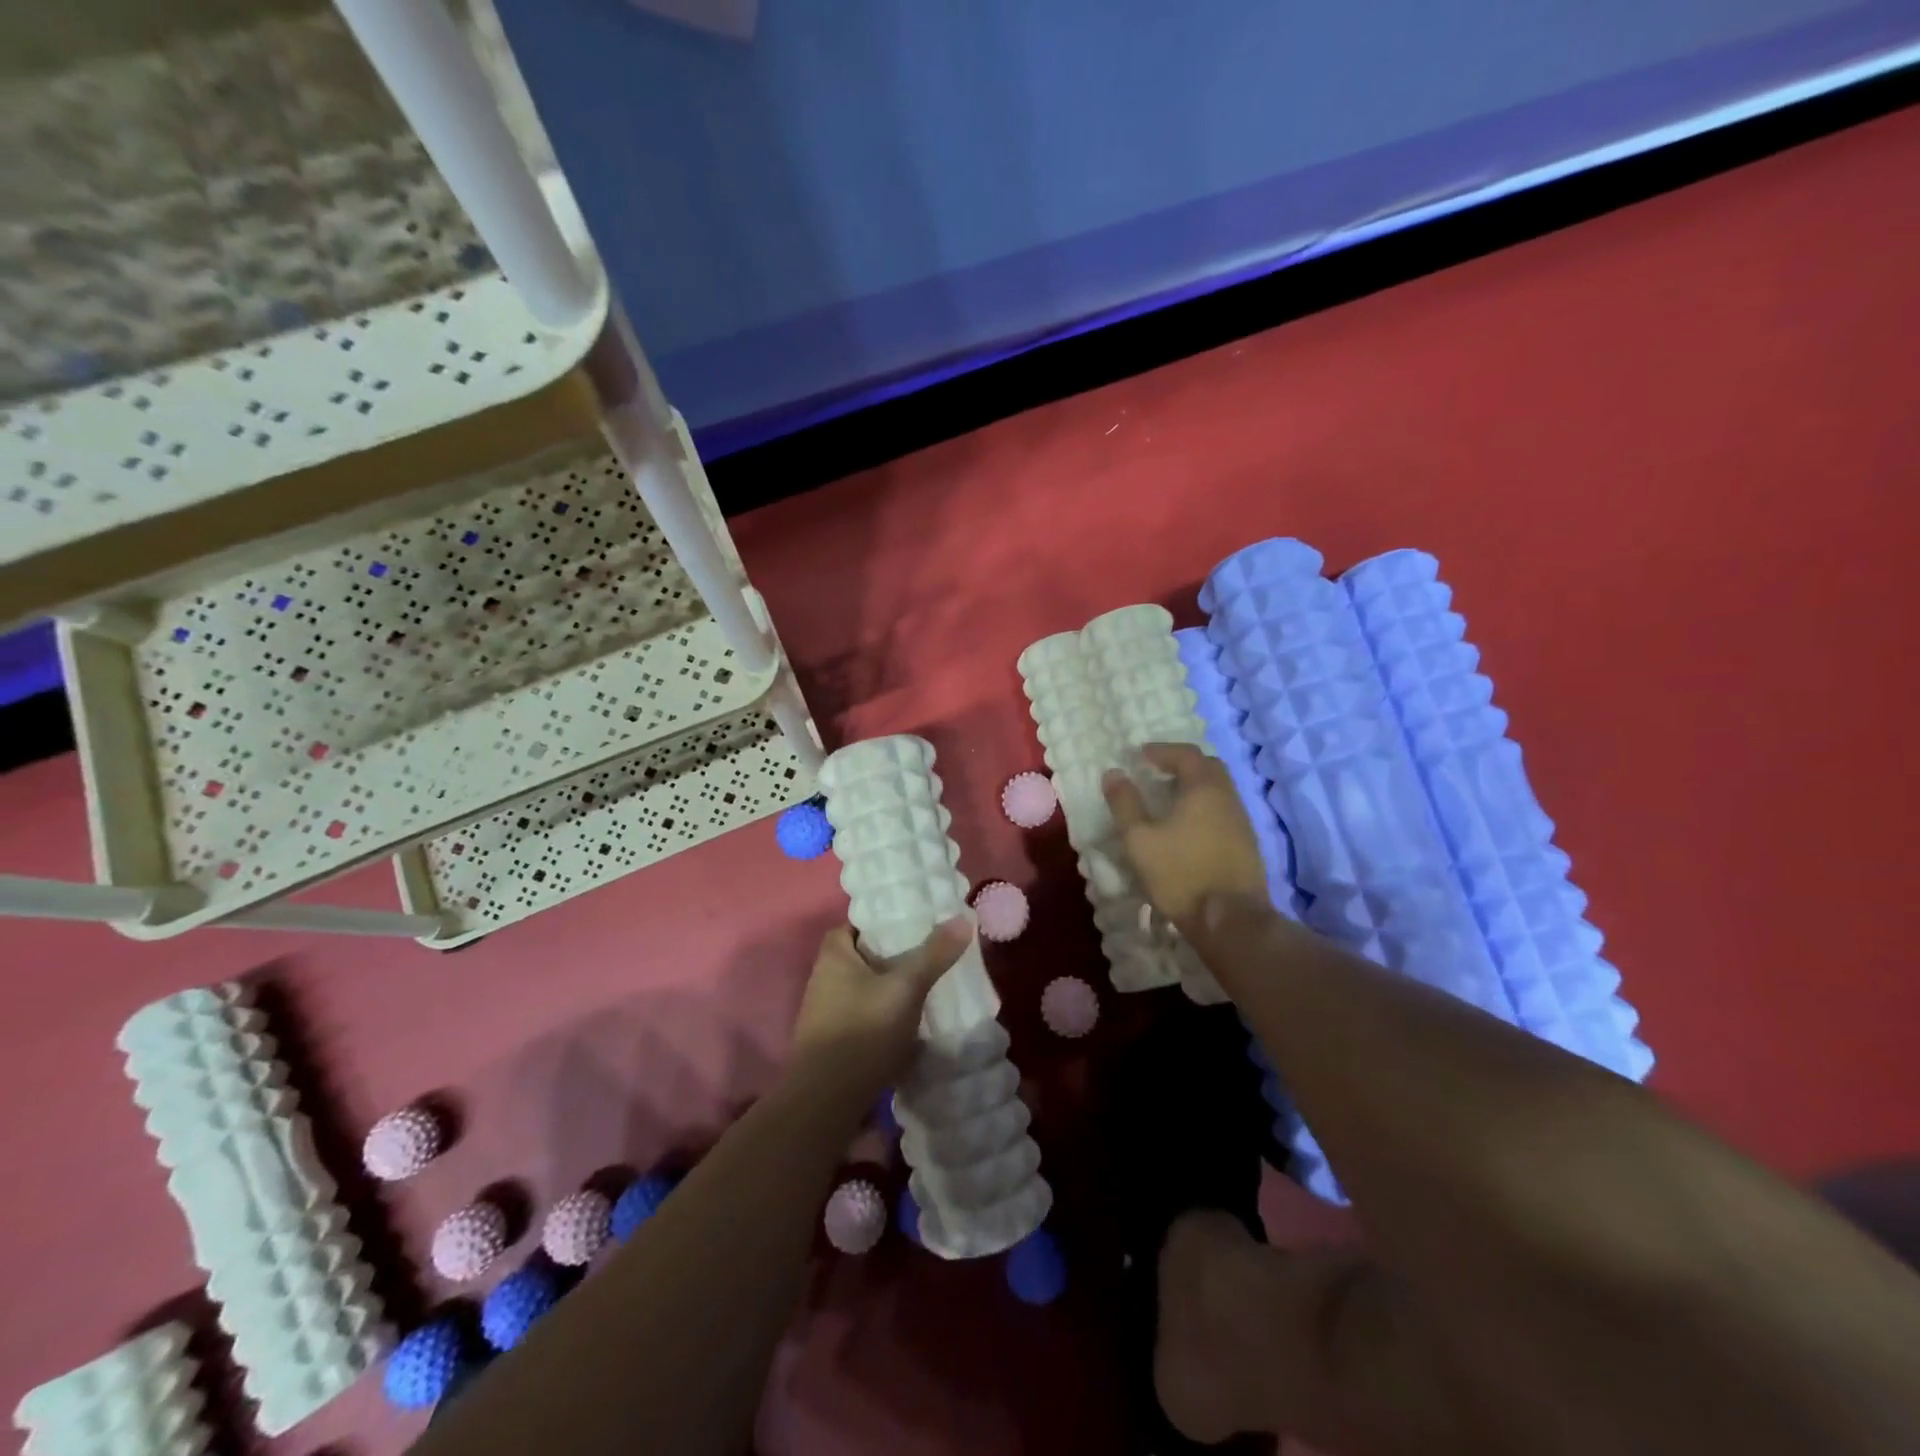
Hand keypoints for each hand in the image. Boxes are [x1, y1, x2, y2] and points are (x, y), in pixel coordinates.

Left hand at [789, 919, 971, 1109]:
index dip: (884, 920)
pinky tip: (914, 1022)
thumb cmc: (863, 1030)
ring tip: (929, 985)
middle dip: (895, 955)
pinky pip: (868, 1015)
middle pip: (865, 956)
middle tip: (931, 951)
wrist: (828, 1101)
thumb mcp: (905, 988)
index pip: (857, 923)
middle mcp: (825, 978)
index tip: (915, 922)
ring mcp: (828, 1012)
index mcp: (834, 955)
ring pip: (868, 988)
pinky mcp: (837, 1041)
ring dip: (893, 987)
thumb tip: (962, 918)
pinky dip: (888, 1015)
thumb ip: (933, 954)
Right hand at [1102, 742, 1267, 931]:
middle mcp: (1228, 798)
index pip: (1186, 754)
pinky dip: (1205, 806)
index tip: (1141, 755)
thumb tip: (1114, 773)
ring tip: (1169, 798)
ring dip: (1195, 786)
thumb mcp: (1139, 839)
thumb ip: (1125, 803)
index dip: (1162, 750)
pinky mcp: (1247, 845)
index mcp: (1204, 789)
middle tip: (1158, 772)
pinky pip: (1224, 811)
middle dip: (1182, 764)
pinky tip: (1189, 826)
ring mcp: (1242, 822)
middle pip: (1209, 767)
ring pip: (1219, 790)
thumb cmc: (1180, 874)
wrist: (1231, 920)